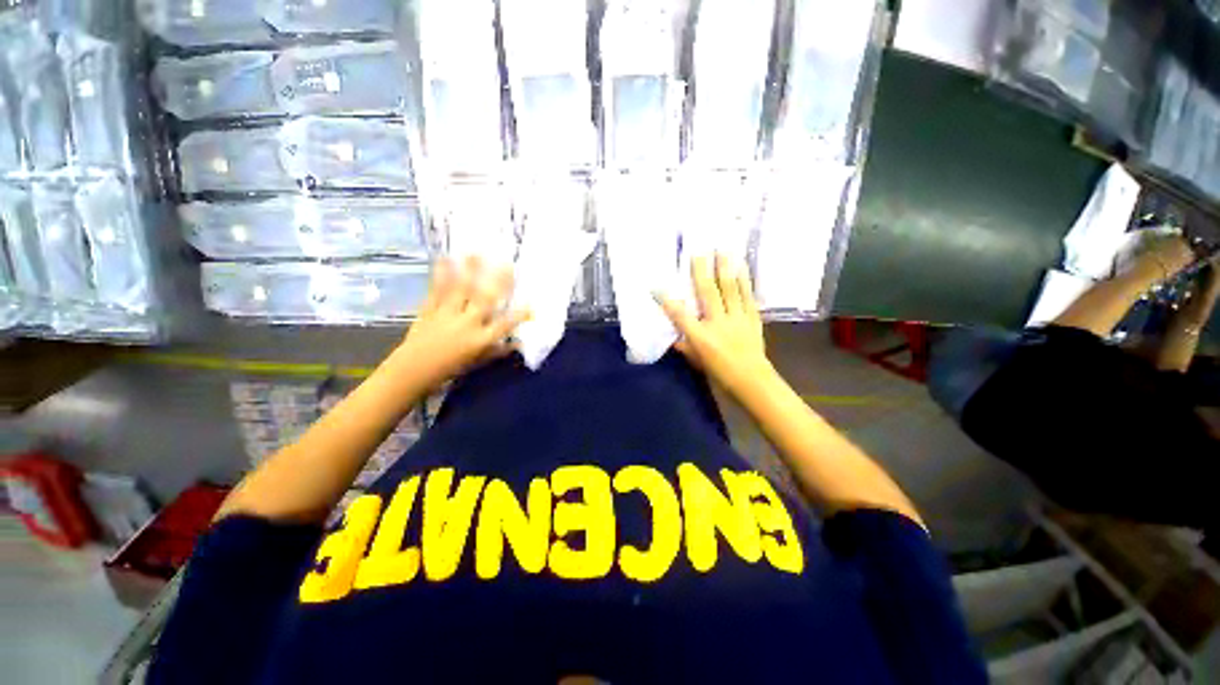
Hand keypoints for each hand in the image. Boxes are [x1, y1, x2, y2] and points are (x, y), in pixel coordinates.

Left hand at [393, 256, 529, 389]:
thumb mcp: (477, 362)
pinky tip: (444, 259)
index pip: (505, 325)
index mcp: (480, 339)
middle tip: (507, 264)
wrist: (413, 370)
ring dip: (469, 270)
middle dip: (497, 281)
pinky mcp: (430, 309)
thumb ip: (498, 351)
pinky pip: (437, 290)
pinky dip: (441, 274)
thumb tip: (518, 344)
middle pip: (485, 299)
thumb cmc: (450, 368)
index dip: (519, 315)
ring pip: (461, 289)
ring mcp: (447, 314)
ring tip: (475, 253)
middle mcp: (467, 323)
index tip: (532, 304)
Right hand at [657, 254, 775, 395]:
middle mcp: (718, 323)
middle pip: (707, 293)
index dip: (666, 301)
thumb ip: (685, 345)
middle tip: (697, 252)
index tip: (656, 286)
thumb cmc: (720, 373)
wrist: (753, 381)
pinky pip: (747, 295)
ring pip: (730, 289)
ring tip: (722, 250)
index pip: (679, 316)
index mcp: (701, 337)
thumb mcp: (697, 362)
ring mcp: (737, 318)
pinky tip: (742, 266)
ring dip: (724, 268)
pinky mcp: (752, 317)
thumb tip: (675, 334)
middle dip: (701, 271)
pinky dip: (744, 279)